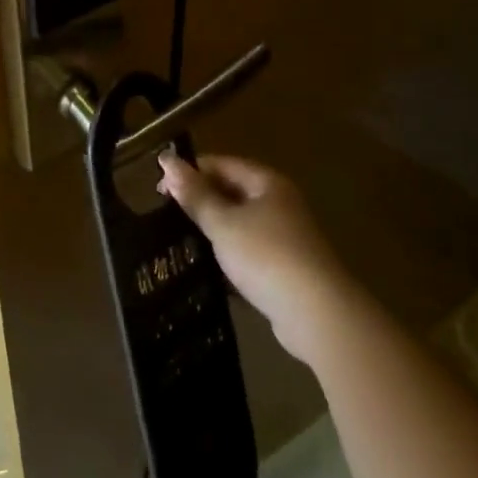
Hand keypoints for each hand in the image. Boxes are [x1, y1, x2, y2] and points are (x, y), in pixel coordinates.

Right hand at [157, 153, 353, 366]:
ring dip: (215, 231)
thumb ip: (195, 195)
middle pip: (232, 192)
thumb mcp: (223, 223)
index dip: (189, 172)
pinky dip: (230, 256)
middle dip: (201, 201)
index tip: (158, 190)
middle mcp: (279, 203)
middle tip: (167, 216)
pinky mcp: (287, 269)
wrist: (319, 316)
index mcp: (266, 182)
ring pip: (240, 224)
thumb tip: (167, 161)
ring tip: (181, 241)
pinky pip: (250, 252)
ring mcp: (286, 237)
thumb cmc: (266, 256)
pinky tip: (209, 270)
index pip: (221, 164)